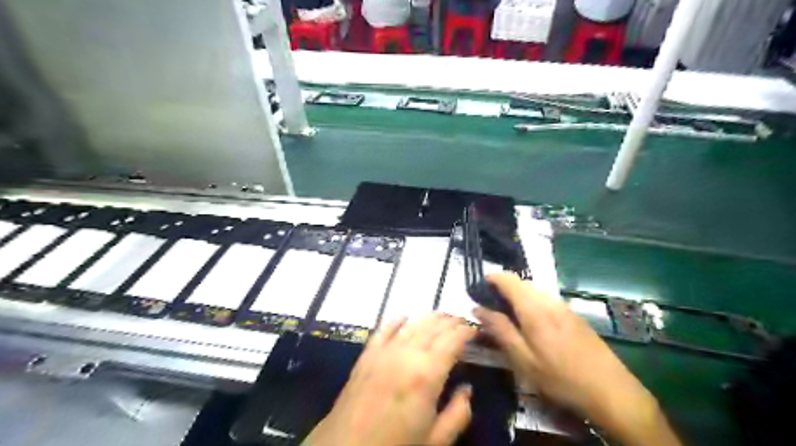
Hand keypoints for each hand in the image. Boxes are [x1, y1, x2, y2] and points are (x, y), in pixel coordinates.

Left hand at [305, 314, 477, 445]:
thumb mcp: (435, 441)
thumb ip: (458, 414)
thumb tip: (466, 389)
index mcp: (426, 374)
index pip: (452, 340)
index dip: (466, 330)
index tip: (476, 329)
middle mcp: (406, 354)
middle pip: (433, 327)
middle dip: (450, 321)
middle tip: (462, 321)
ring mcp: (383, 351)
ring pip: (411, 324)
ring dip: (429, 318)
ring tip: (441, 318)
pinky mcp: (366, 354)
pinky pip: (384, 329)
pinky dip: (397, 320)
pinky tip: (405, 317)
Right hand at [475, 273, 679, 445]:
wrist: (612, 392)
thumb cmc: (561, 378)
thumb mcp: (524, 360)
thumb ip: (500, 330)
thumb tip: (478, 308)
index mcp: (535, 309)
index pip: (509, 279)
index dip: (491, 278)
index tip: (478, 288)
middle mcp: (550, 301)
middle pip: (521, 283)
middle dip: (503, 288)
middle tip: (489, 308)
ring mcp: (565, 307)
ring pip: (534, 291)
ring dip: (517, 296)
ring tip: (508, 317)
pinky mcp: (574, 316)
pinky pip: (546, 300)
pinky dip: (531, 304)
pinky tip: (531, 325)